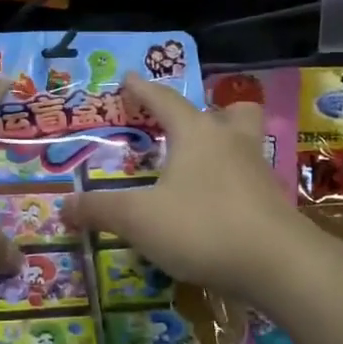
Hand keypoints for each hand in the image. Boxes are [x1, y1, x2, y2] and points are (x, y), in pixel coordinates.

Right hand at [66, 76, 301, 304]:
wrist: (279, 265)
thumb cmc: (202, 226)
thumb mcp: (138, 219)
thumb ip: (100, 210)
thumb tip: (64, 205)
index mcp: (196, 133)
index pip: (164, 100)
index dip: (142, 89)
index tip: (128, 78)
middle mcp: (231, 142)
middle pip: (228, 111)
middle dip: (206, 111)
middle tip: (184, 124)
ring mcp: (257, 171)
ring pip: (244, 142)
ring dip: (224, 145)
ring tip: (201, 164)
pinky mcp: (272, 202)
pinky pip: (249, 179)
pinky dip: (232, 183)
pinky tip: (216, 205)